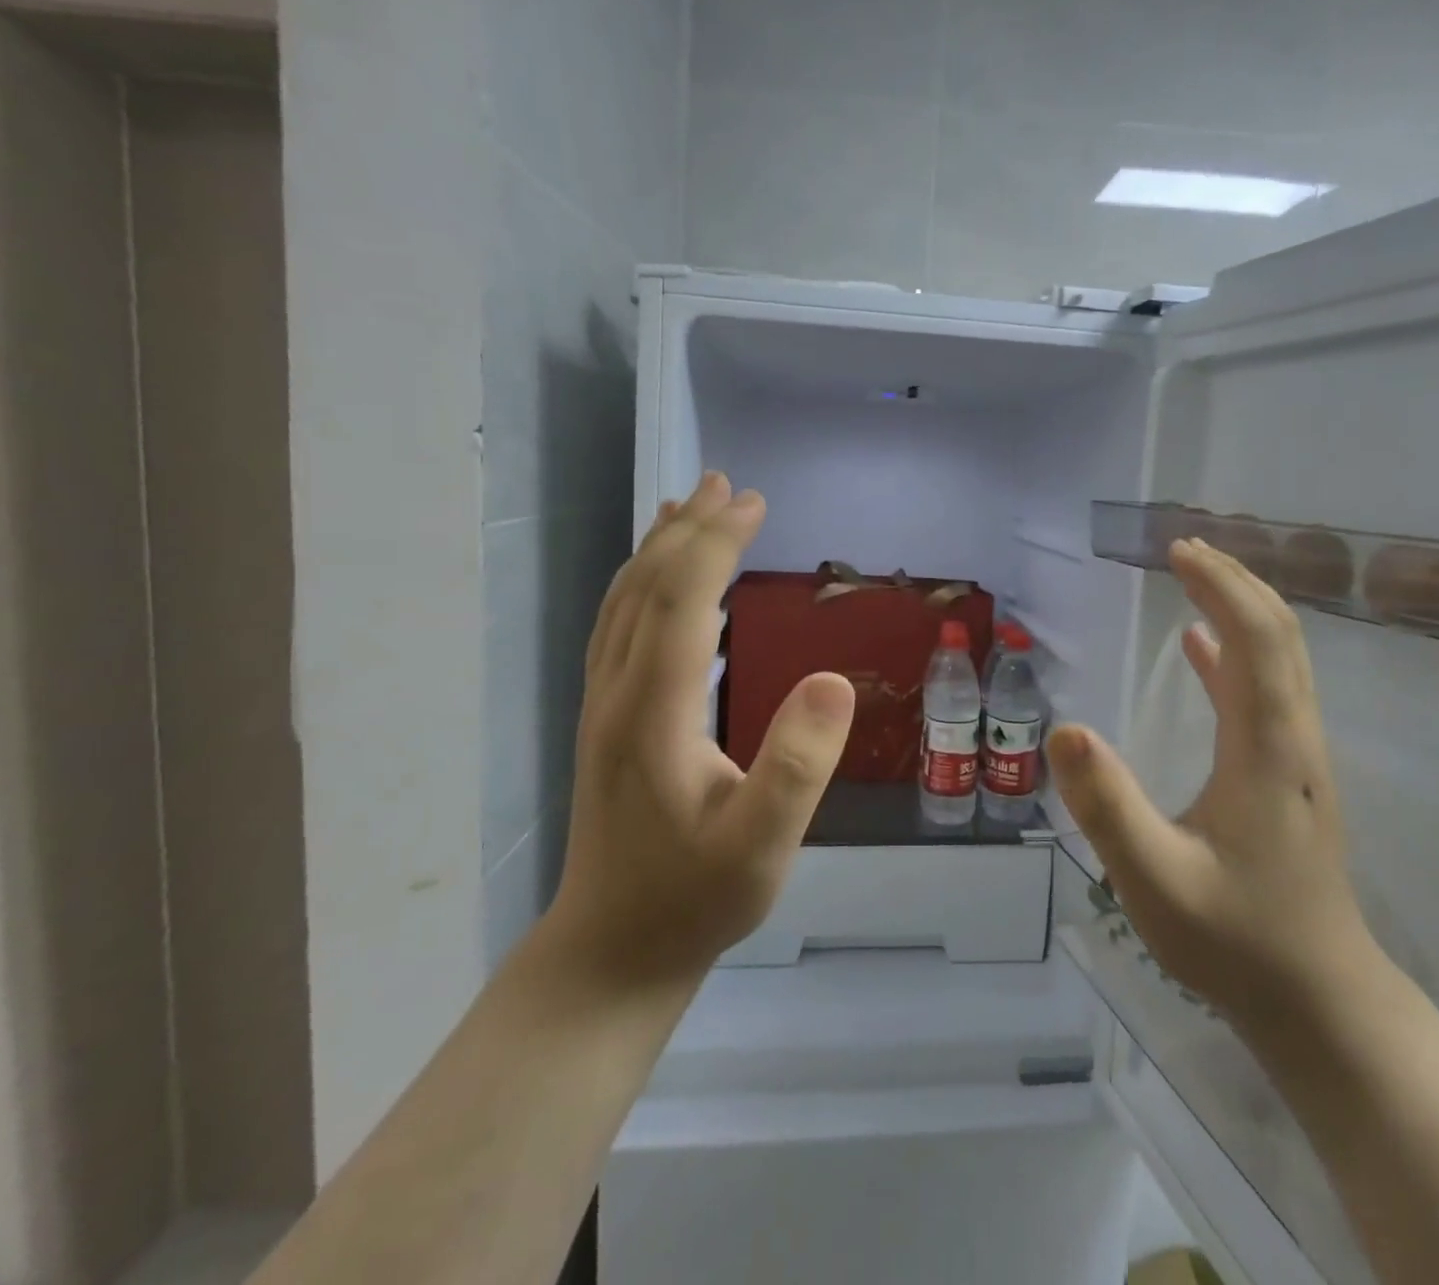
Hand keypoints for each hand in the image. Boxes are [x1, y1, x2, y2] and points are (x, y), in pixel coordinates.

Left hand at [547, 473, 855, 984]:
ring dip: (659, 548)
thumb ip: (797, 766)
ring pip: (624, 603)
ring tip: (689, 505)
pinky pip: (618, 626)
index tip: (755, 504)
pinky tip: (663, 580)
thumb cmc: (694, 901)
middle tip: (730, 486)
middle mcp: (617, 693)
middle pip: (646, 587)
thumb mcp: (761, 847)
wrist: (613, 951)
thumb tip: (835, 680)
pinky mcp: (607, 719)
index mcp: (653, 713)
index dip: (716, 544)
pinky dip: (643, 584)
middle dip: (690, 530)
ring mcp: (603, 704)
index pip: (681, 601)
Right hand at [1047, 537, 1373, 1026]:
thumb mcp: (1154, 881)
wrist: (1319, 1003)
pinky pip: (1265, 693)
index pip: (1255, 640)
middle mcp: (1292, 738)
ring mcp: (1295, 757)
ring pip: (1280, 660)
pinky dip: (1235, 655)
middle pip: (1279, 635)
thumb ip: (1107, 806)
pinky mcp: (1286, 775)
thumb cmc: (1236, 941)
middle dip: (1235, 582)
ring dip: (1240, 609)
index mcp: (1266, 749)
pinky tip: (1198, 649)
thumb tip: (1063, 730)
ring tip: (1193, 578)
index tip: (1177, 552)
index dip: (1219, 587)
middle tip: (1184, 549)